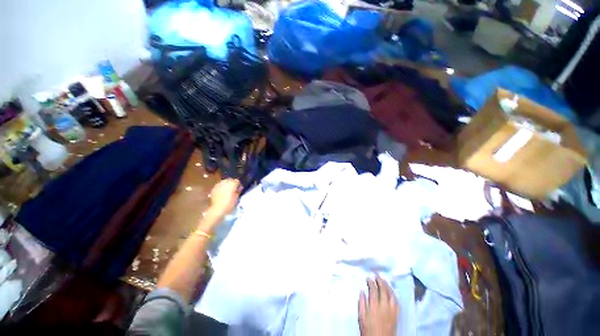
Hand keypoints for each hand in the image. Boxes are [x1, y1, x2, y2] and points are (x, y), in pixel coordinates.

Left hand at [208, 178, 240, 216]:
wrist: (218, 209)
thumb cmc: (229, 203)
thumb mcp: (237, 197)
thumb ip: (238, 191)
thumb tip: (239, 187)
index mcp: (232, 184)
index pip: (237, 181)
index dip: (238, 185)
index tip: (238, 189)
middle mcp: (225, 182)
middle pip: (230, 180)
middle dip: (232, 184)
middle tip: (233, 190)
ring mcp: (218, 185)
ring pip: (224, 182)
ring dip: (226, 185)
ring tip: (227, 191)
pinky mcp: (213, 188)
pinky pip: (219, 186)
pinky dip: (221, 188)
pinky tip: (221, 193)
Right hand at [359, 276, 398, 335]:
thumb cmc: (368, 330)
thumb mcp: (362, 317)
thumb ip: (362, 303)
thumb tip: (362, 291)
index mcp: (374, 306)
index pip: (374, 290)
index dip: (371, 282)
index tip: (368, 278)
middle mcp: (384, 306)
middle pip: (383, 290)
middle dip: (380, 280)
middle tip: (376, 274)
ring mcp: (392, 310)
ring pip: (391, 294)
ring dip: (387, 285)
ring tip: (384, 280)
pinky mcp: (396, 315)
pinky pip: (397, 301)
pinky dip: (394, 294)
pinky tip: (391, 291)